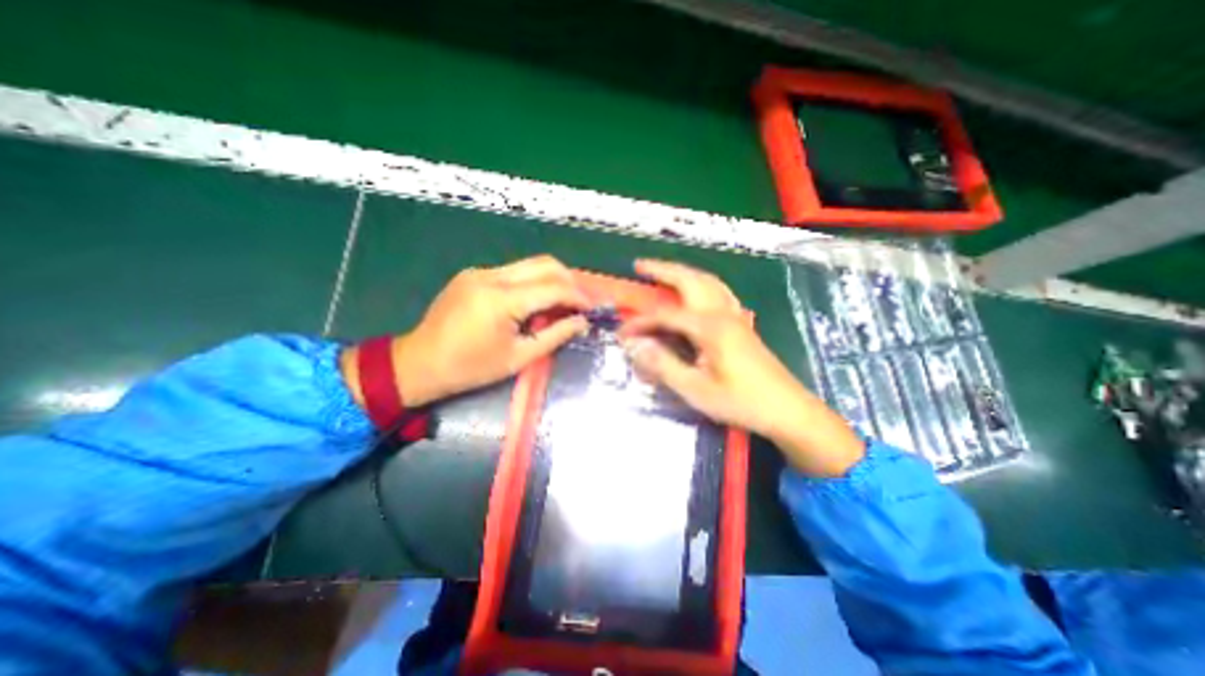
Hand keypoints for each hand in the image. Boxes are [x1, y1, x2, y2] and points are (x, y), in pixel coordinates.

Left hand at [341, 256, 591, 406]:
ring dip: (552, 279)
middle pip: (545, 263)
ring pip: (530, 264)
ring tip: (562, 302)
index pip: (553, 287)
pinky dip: (533, 282)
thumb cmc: (471, 368)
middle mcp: (491, 276)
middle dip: (570, 280)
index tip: (593, 308)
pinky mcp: (474, 274)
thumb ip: (555, 336)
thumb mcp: (518, 357)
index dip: (579, 296)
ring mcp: (480, 271)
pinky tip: (535, 302)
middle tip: (581, 302)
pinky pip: (513, 271)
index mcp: (502, 300)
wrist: (420, 363)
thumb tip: (582, 322)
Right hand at [622, 262, 866, 477]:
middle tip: (640, 266)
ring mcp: (735, 316)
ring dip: (684, 273)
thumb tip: (635, 346)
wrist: (787, 410)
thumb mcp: (696, 389)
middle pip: (690, 281)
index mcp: (709, 328)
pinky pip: (719, 292)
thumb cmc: (740, 402)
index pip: (666, 315)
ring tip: (665, 271)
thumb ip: (663, 365)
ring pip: (708, 282)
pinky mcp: (741, 324)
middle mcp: (722, 314)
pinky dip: (702, 283)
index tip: (623, 333)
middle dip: (663, 270)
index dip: (641, 322)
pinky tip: (698, 290)